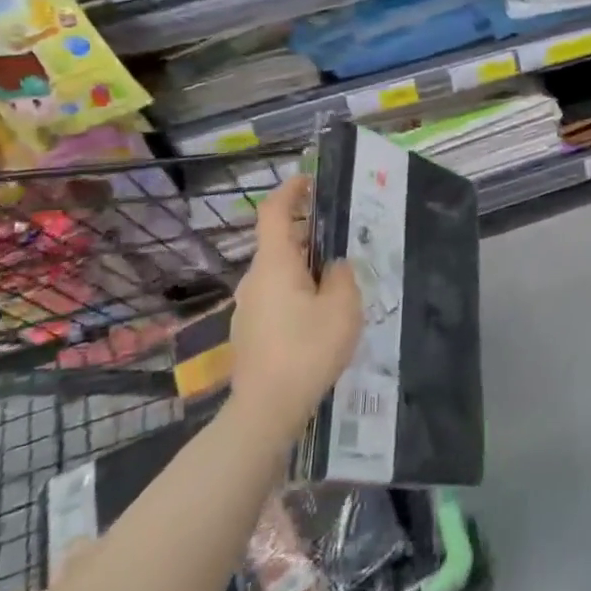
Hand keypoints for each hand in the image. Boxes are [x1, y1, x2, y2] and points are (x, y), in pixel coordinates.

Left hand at [227, 176, 363, 442]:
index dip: (290, 190)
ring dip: (305, 267)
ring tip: (338, 282)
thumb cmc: (307, 350)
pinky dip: (297, 292)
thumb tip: (333, 267)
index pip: (273, 212)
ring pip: (279, 273)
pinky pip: (276, 297)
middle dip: (308, 234)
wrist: (266, 409)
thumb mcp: (343, 307)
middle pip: (279, 243)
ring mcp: (248, 307)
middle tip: (342, 239)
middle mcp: (255, 279)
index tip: (310, 181)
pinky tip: (320, 317)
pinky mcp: (250, 332)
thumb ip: (342, 276)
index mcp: (275, 264)